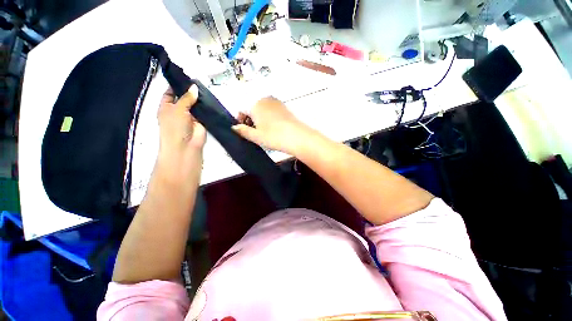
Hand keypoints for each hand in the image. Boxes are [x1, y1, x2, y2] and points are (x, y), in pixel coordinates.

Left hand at [156, 85, 205, 179]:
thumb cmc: (175, 127)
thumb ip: (186, 97)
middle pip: (184, 98)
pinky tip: (212, 100)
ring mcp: (191, 117)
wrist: (186, 146)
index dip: (177, 85)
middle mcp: (178, 111)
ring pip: (195, 105)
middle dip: (191, 91)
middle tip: (200, 81)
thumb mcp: (177, 109)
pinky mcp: (202, 122)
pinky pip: (204, 113)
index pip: (170, 93)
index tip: (186, 77)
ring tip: (207, 88)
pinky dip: (207, 108)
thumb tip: (194, 87)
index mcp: (166, 107)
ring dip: (200, 99)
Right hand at [232, 96, 313, 155]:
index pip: (242, 110)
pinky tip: (274, 129)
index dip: (241, 121)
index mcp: (256, 105)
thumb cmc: (273, 137)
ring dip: (260, 119)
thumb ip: (243, 131)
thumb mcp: (256, 136)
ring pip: (263, 110)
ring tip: (265, 132)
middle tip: (255, 133)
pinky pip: (272, 111)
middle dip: (251, 119)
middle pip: (253, 109)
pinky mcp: (285, 108)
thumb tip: (234, 127)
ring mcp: (277, 103)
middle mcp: (266, 100)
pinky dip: (270, 118)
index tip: (244, 130)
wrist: (297, 137)